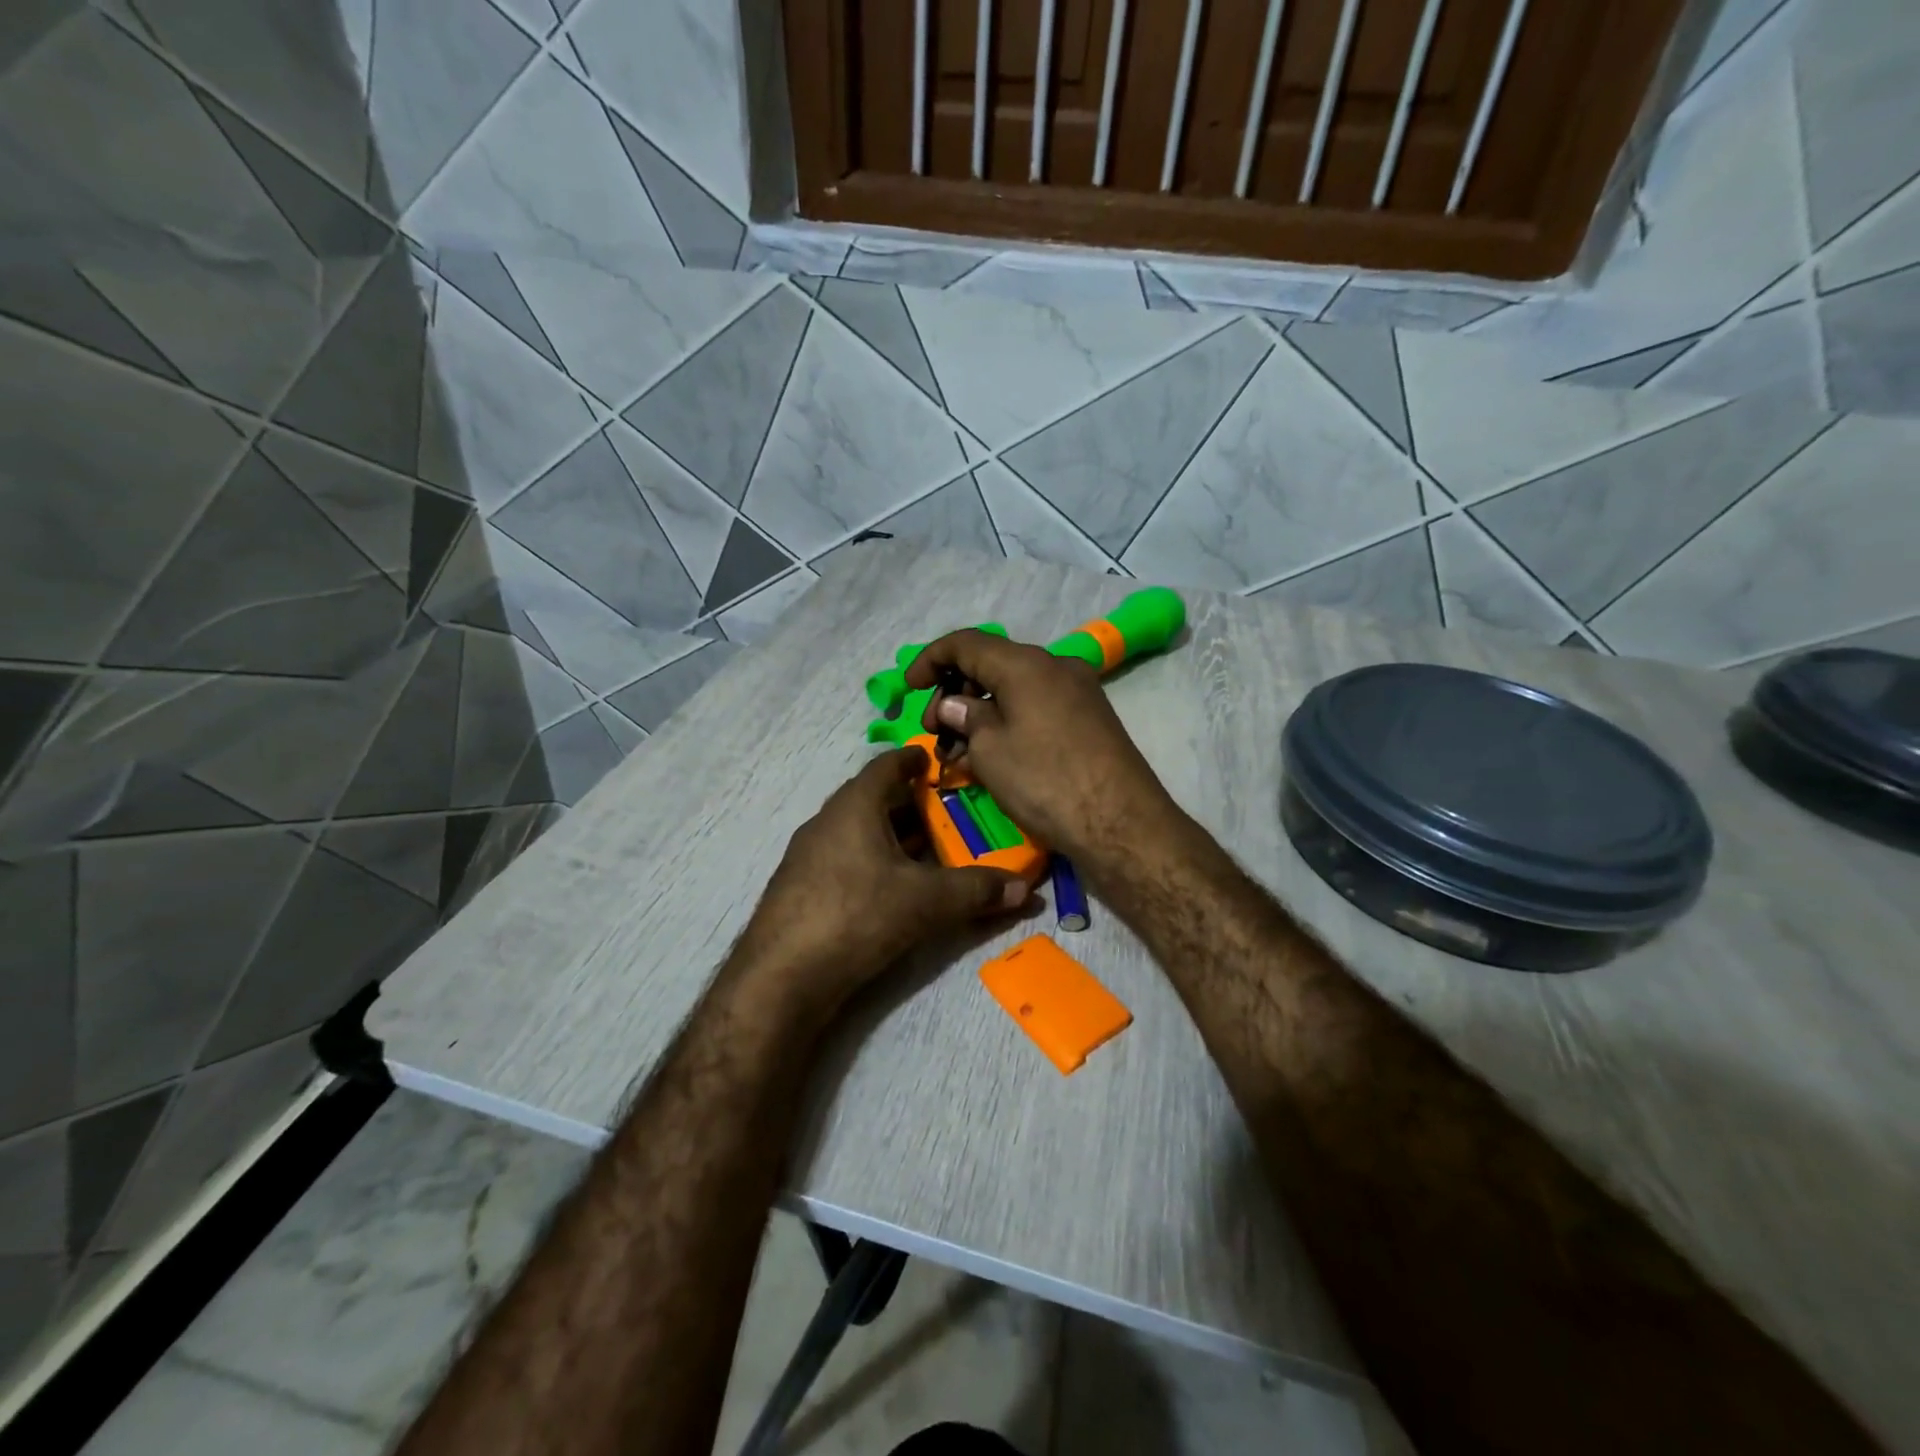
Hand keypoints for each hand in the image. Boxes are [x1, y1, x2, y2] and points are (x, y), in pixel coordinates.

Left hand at [728, 746, 1030, 1022]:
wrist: (781, 976)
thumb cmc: (856, 915)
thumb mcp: (926, 902)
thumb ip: (976, 890)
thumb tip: (1025, 888)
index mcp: (854, 806)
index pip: (886, 766)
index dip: (914, 760)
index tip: (937, 763)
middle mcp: (827, 821)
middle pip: (873, 798)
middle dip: (910, 803)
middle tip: (948, 812)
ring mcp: (809, 855)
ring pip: (858, 831)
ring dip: (891, 834)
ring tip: (928, 849)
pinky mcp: (802, 887)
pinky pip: (846, 857)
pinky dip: (873, 860)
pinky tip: (892, 886)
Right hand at [904, 629, 1179, 875]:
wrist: (1121, 823)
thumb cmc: (1046, 781)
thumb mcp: (991, 750)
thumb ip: (964, 718)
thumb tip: (953, 705)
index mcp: (1026, 663)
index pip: (965, 643)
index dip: (929, 659)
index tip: (909, 688)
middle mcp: (1055, 666)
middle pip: (990, 664)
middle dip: (954, 692)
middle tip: (934, 732)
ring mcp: (1077, 691)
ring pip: (1013, 689)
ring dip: (979, 713)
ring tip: (958, 753)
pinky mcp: (1088, 718)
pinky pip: (1035, 707)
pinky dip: (1007, 722)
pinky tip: (990, 756)